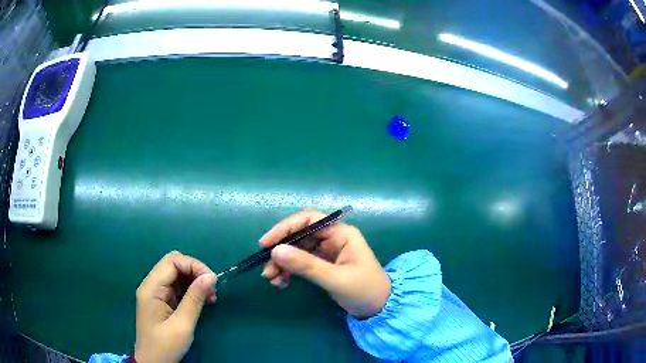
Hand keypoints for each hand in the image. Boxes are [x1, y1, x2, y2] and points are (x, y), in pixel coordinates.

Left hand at [135, 251, 216, 362]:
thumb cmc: (165, 346)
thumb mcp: (182, 325)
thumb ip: (194, 299)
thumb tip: (211, 277)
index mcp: (151, 288)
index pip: (172, 261)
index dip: (193, 265)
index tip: (212, 281)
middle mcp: (151, 285)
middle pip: (173, 264)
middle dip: (195, 272)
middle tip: (212, 289)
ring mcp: (155, 293)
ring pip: (176, 275)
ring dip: (194, 281)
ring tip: (210, 297)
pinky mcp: (161, 301)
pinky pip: (176, 287)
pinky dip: (190, 290)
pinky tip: (202, 301)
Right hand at [260, 210, 390, 318]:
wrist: (379, 309)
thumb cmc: (364, 291)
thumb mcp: (335, 279)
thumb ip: (306, 265)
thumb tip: (275, 251)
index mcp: (341, 233)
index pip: (309, 220)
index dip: (285, 227)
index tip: (267, 243)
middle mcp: (332, 238)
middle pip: (299, 236)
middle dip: (281, 251)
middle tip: (266, 269)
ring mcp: (327, 251)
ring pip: (297, 250)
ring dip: (282, 263)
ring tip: (271, 279)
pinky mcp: (323, 265)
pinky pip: (300, 263)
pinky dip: (289, 271)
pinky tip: (281, 283)